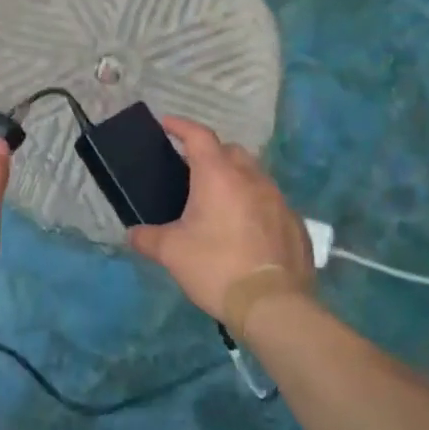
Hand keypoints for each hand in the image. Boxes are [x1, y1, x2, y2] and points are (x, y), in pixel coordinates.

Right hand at [128, 116, 313, 335]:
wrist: (273, 304)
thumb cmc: (215, 267)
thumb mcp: (171, 252)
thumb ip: (147, 237)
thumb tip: (132, 234)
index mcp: (218, 176)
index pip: (199, 136)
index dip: (180, 126)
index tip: (165, 124)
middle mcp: (252, 179)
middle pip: (231, 152)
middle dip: (211, 154)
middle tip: (191, 172)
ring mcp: (279, 201)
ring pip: (255, 176)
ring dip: (236, 180)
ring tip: (218, 203)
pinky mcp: (296, 225)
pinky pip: (271, 203)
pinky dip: (255, 206)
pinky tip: (245, 230)